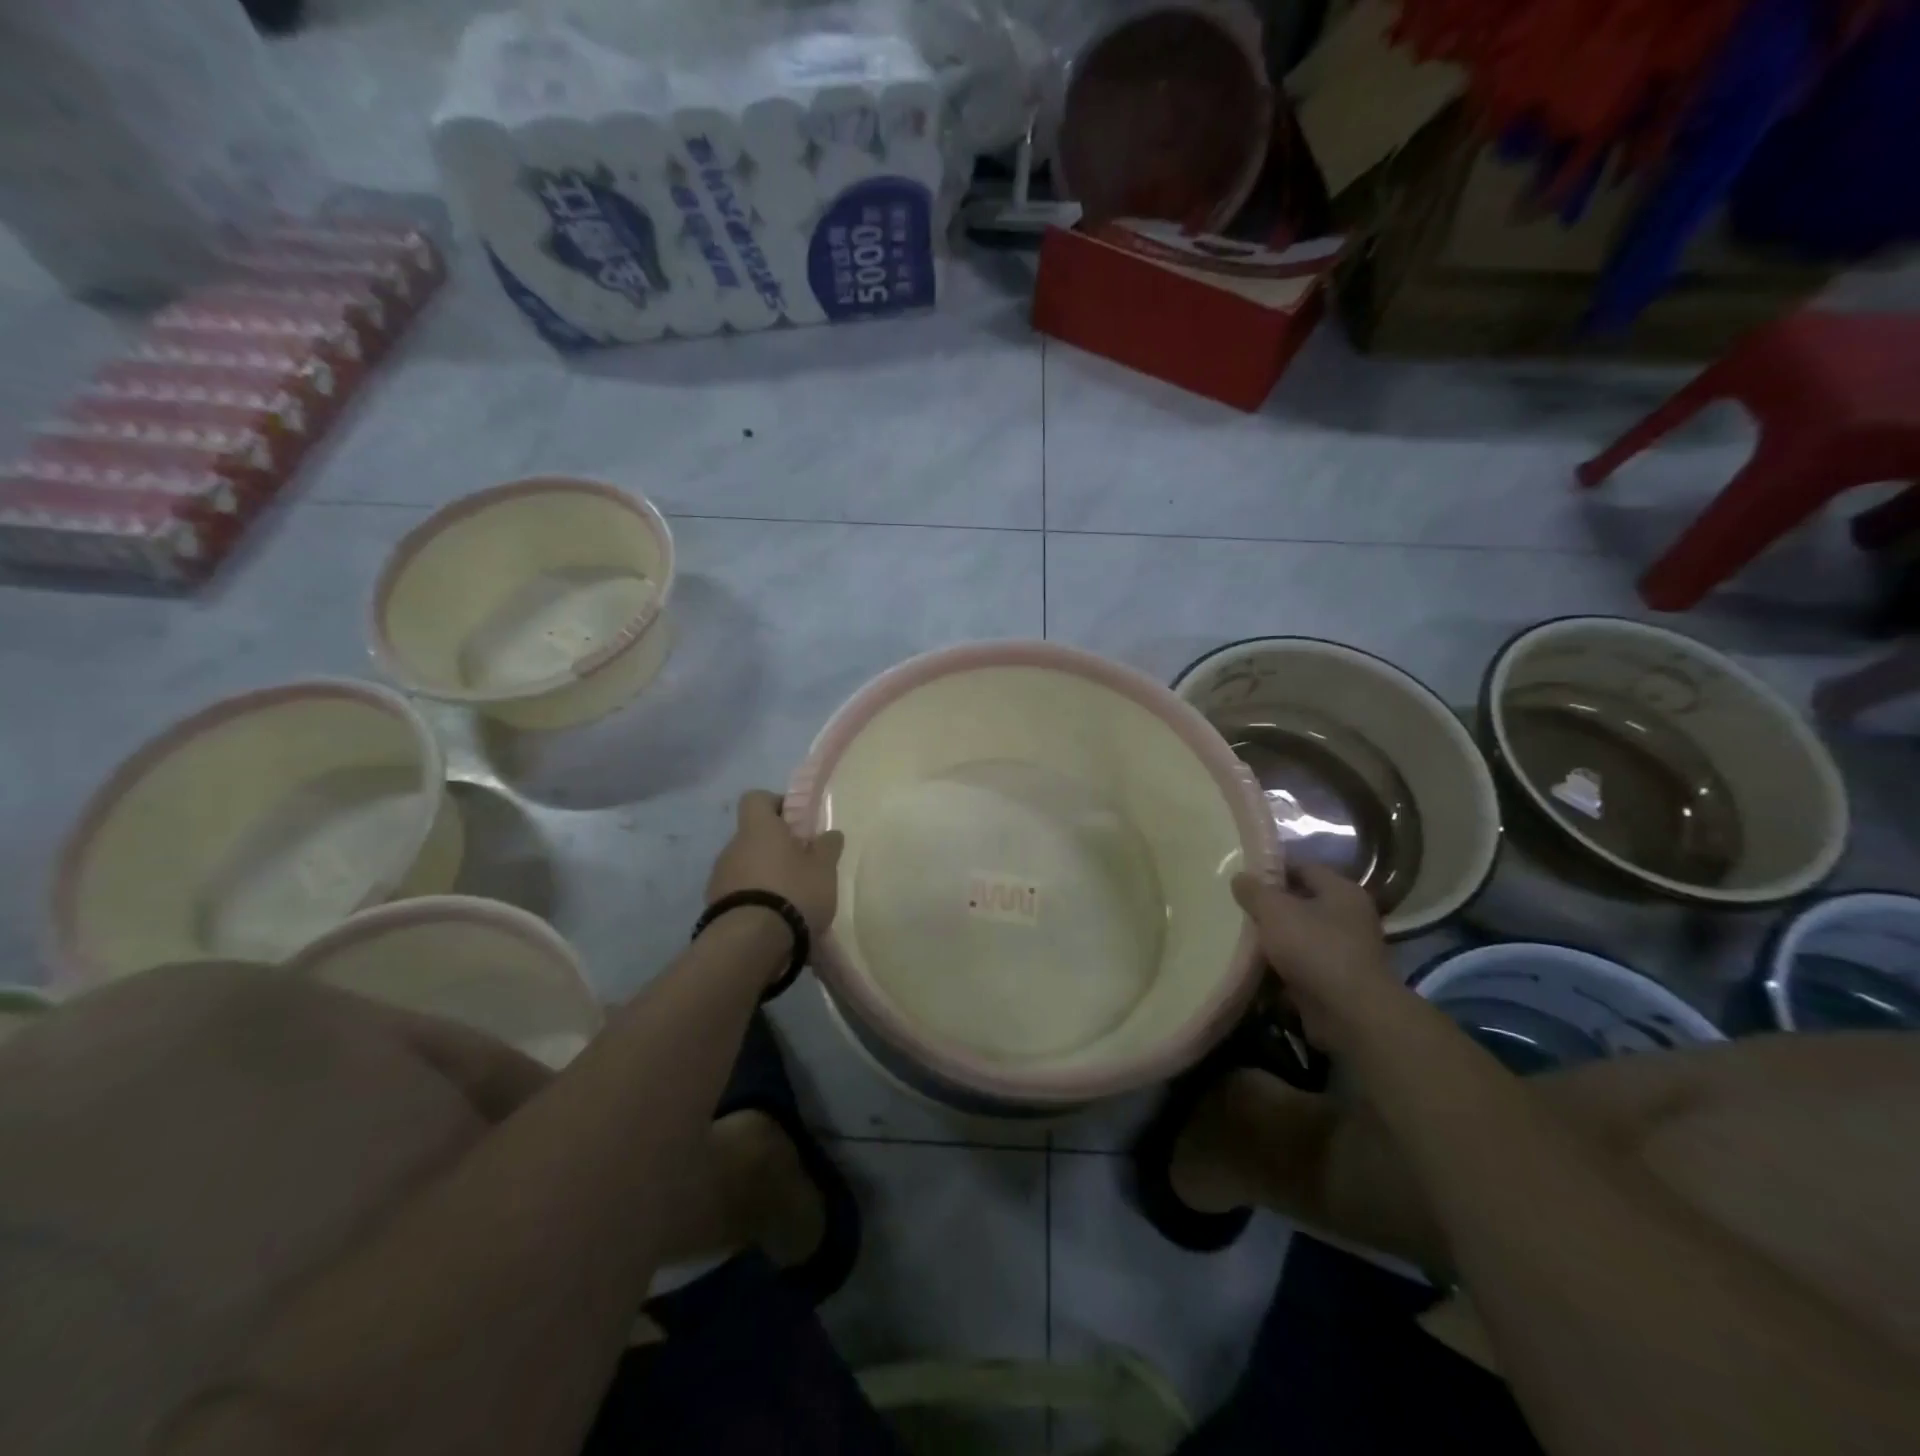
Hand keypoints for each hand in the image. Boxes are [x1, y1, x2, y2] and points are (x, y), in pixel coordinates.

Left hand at [707, 790, 845, 939]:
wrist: (749, 945)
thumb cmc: (792, 893)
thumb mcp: (824, 869)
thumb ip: (828, 847)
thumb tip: (829, 834)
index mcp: (758, 829)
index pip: (756, 798)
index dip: (775, 804)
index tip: (796, 822)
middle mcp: (732, 847)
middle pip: (753, 837)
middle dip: (775, 848)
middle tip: (802, 866)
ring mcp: (719, 879)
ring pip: (745, 867)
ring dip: (764, 876)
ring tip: (790, 900)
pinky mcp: (714, 908)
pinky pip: (738, 894)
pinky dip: (754, 901)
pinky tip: (774, 920)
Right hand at [1231, 863, 1406, 1054]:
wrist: (1350, 1014)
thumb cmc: (1314, 948)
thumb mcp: (1274, 911)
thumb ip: (1254, 891)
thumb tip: (1239, 877)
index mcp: (1341, 891)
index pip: (1303, 867)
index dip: (1272, 869)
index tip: (1243, 876)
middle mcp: (1348, 917)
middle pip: (1300, 903)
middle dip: (1269, 907)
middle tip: (1236, 906)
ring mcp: (1343, 952)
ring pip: (1298, 936)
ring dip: (1272, 939)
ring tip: (1238, 936)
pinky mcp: (1334, 982)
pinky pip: (1300, 965)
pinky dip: (1279, 966)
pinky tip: (1252, 966)